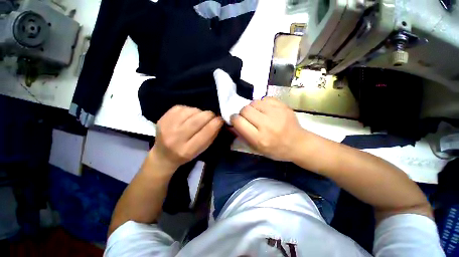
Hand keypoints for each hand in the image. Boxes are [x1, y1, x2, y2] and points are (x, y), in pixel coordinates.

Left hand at [151, 105, 223, 170]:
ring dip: (199, 112)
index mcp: (187, 150)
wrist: (163, 155)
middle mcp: (175, 139)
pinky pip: (182, 108)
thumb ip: (211, 136)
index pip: (206, 132)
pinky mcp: (162, 118)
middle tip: (212, 116)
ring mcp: (167, 127)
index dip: (216, 123)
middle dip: (209, 115)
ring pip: (190, 111)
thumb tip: (219, 121)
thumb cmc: (186, 154)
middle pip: (198, 120)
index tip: (221, 119)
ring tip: (199, 117)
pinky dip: (189, 110)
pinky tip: (189, 115)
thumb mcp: (201, 150)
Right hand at [231, 97, 307, 161]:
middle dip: (243, 113)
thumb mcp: (256, 149)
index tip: (236, 120)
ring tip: (258, 114)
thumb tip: (232, 123)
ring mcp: (276, 113)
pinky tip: (266, 110)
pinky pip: (264, 99)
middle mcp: (267, 125)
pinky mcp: (283, 106)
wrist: (298, 144)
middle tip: (248, 118)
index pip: (238, 121)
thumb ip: (242, 136)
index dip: (234, 119)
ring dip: (252, 108)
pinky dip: (262, 104)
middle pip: (245, 110)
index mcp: (259, 138)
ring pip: (254, 102)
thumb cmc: (275, 149)